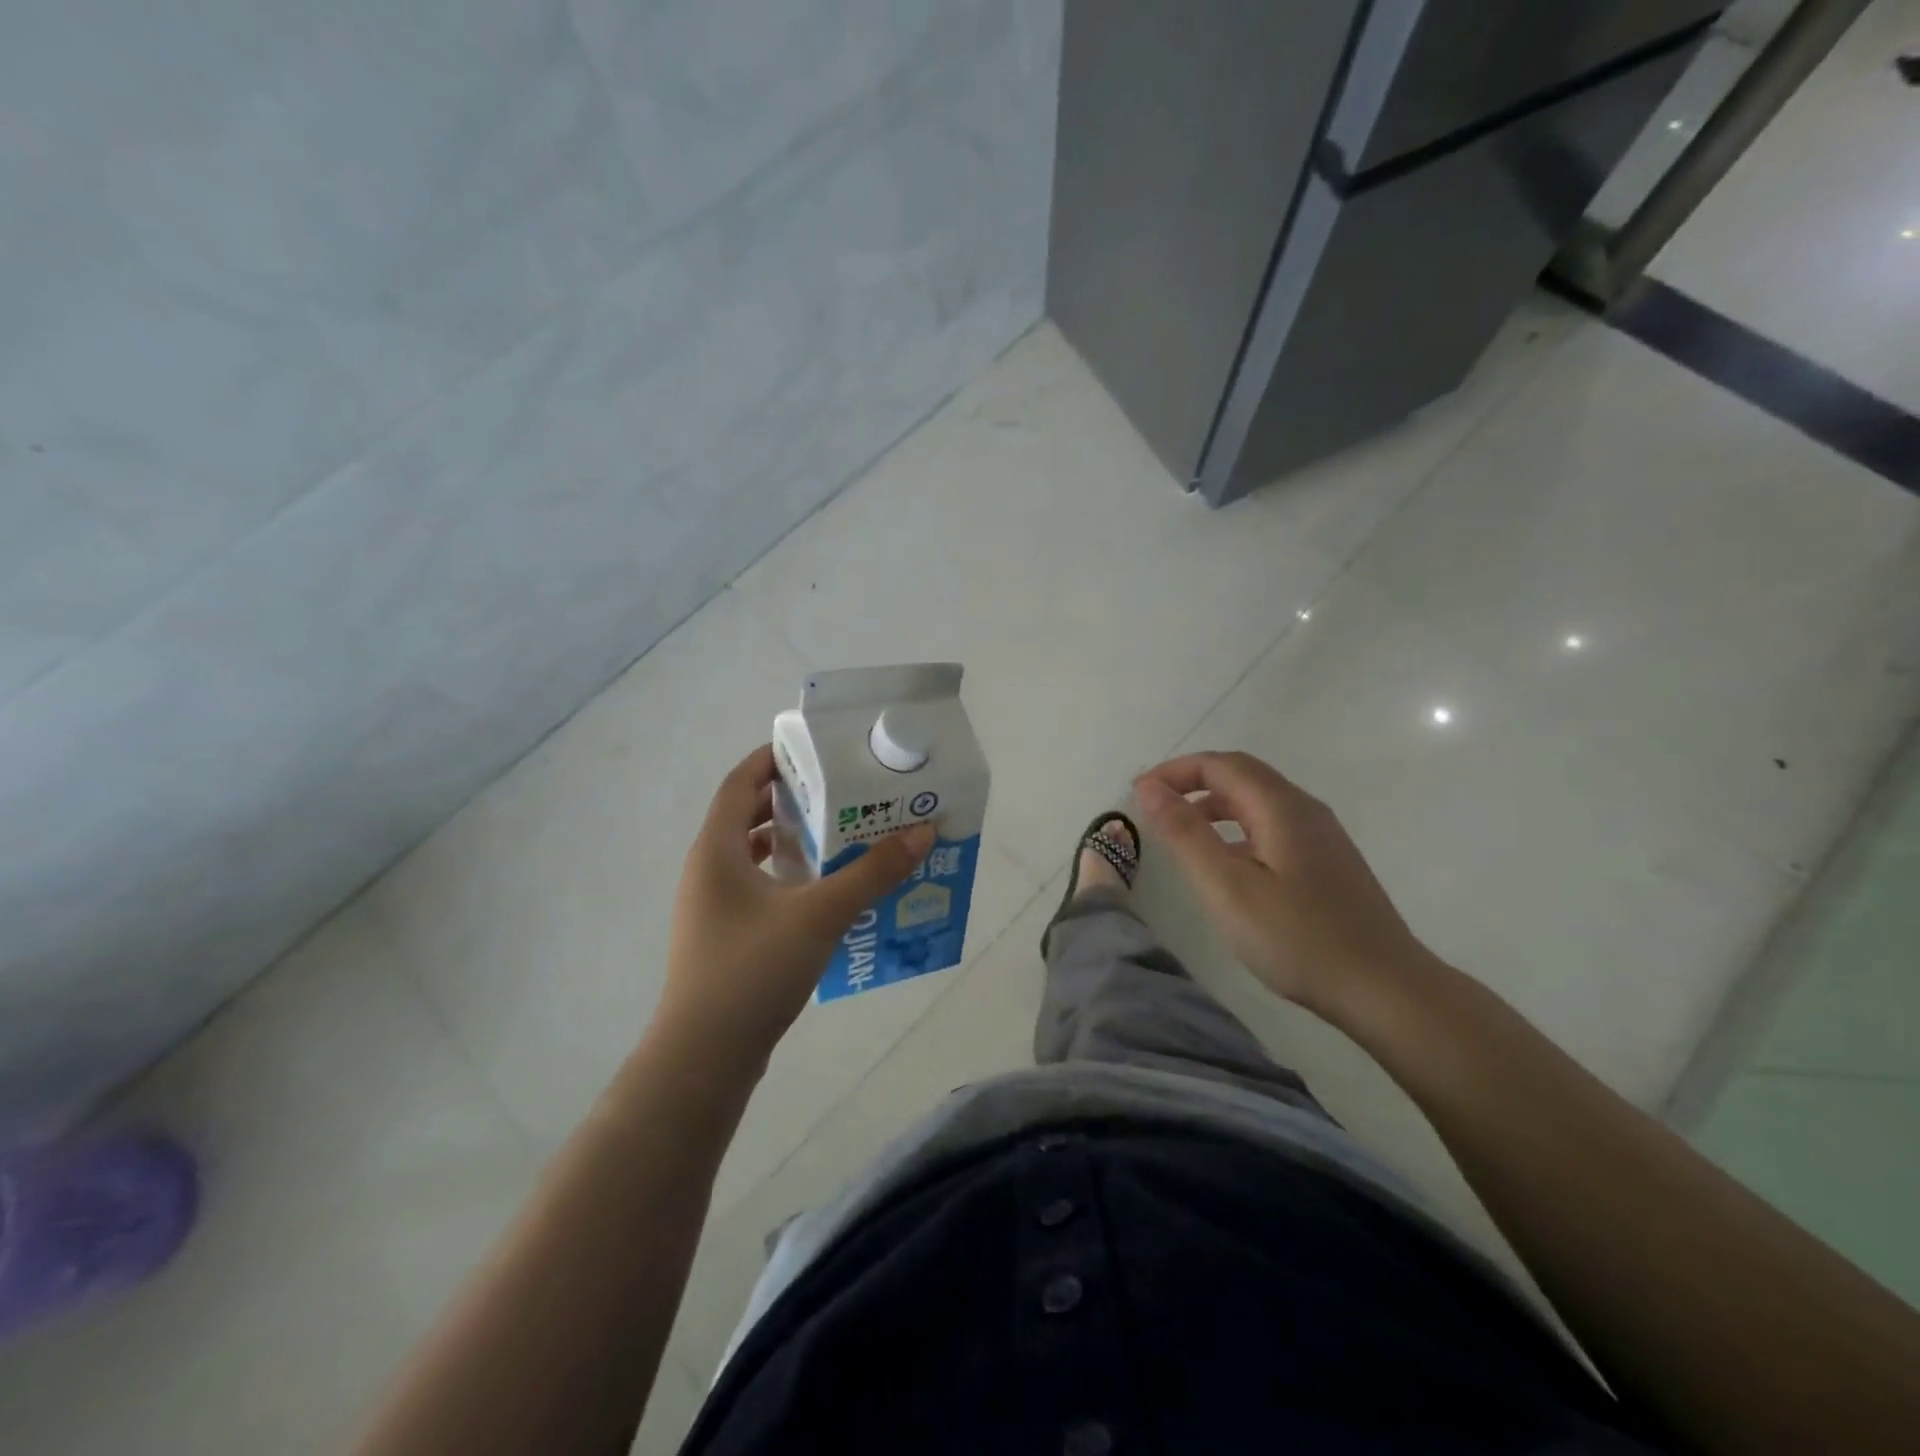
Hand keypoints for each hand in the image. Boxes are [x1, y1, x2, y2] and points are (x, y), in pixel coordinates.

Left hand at [656, 745, 933, 1072]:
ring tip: (840, 836)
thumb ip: (872, 873)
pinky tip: (823, 893)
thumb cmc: (753, 971)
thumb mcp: (820, 915)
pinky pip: (757, 889)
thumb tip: (921, 832)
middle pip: (747, 815)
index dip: (772, 759)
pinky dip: (787, 878)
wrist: (703, 1058)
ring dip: (791, 841)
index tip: (816, 749)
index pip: (740, 782)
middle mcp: (707, 870)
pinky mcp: (723, 937)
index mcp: (717, 850)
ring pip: (752, 855)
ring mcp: (712, 907)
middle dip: (792, 799)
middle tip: (841, 791)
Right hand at [1132, 751, 1436, 1014]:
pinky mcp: (1329, 862)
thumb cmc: (1297, 937)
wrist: (1385, 989)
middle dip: (1193, 782)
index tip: (1138, 794)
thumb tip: (1149, 787)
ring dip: (1215, 805)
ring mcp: (1323, 836)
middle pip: (1242, 775)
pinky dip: (1238, 827)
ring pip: (1259, 801)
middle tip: (1154, 807)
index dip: (1175, 771)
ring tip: (1182, 832)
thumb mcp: (1226, 886)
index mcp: (1281, 806)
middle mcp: (1305, 809)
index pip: (1220, 765)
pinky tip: (1228, 862)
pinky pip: (1273, 825)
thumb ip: (1184, 833)